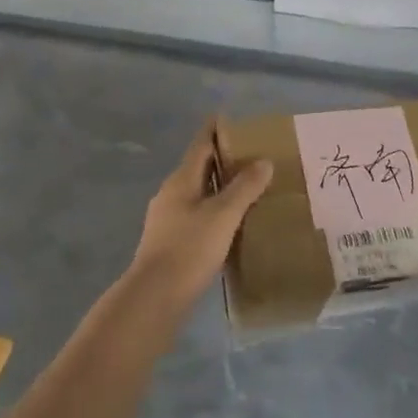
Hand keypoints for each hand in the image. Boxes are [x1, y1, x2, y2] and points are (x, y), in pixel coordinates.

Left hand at [128, 119, 273, 312]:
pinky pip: (196, 215)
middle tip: (252, 156)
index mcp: (181, 180)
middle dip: (223, 159)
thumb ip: (244, 187)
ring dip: (220, 187)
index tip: (231, 118)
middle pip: (199, 167)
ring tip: (248, 190)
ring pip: (197, 193)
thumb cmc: (188, 249)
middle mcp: (171, 194)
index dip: (215, 129)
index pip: (200, 144)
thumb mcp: (223, 215)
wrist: (153, 298)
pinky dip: (215, 211)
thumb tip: (264, 161)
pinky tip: (230, 224)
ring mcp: (167, 219)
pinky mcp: (169, 242)